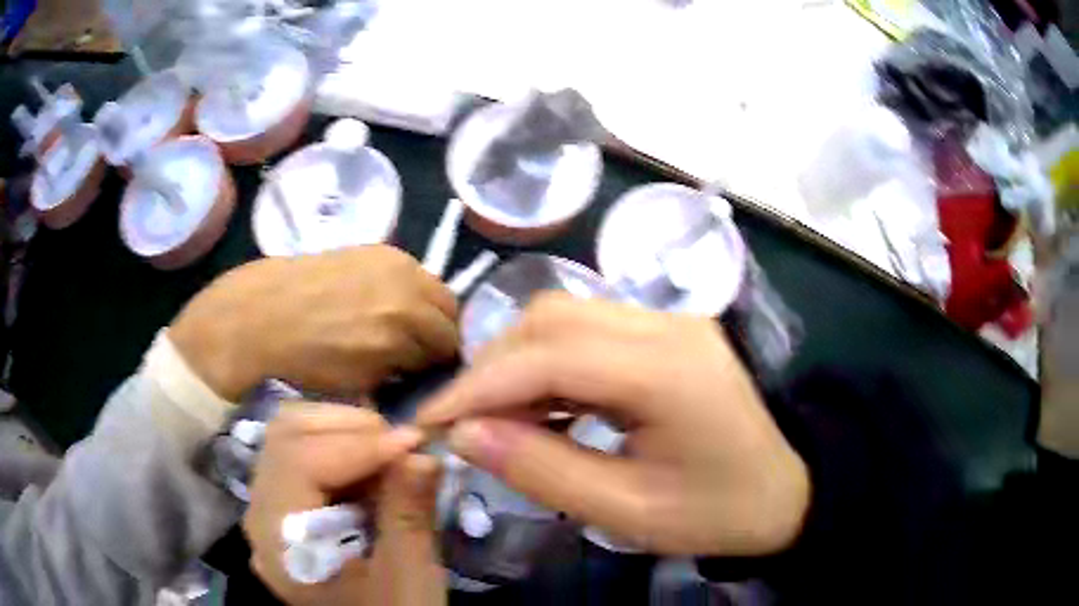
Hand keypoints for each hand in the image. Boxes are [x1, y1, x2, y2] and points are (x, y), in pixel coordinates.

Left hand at [170, 245, 458, 399]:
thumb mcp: (363, 383)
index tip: (428, 374)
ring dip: (426, 309)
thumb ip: (402, 371)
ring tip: (399, 325)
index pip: (448, 346)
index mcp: (402, 326)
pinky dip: (407, 290)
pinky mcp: (377, 248)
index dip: (440, 365)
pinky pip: (411, 272)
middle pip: (449, 312)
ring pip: (433, 288)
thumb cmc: (306, 361)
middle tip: (417, 351)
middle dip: (439, 335)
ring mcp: (393, 261)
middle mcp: (406, 286)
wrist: (262, 316)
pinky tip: (382, 302)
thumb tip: (420, 366)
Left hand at [243, 404, 444, 605]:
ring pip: (289, 436)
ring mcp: (267, 507)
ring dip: (343, 433)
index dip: (357, 443)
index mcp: (279, 541)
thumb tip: (424, 452)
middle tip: (402, 446)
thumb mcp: (408, 578)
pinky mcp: (284, 504)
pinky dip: (339, 447)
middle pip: (286, 436)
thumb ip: (409, 515)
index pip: (299, 462)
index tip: (415, 442)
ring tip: (388, 456)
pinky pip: (300, 453)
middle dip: (348, 427)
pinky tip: (371, 470)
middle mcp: (259, 515)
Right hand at [416, 293, 809, 556]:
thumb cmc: (717, 511)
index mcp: (666, 372)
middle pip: (552, 319)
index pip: (548, 356)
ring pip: (566, 317)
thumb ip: (543, 471)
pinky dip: (551, 364)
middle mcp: (666, 326)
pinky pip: (590, 332)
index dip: (478, 385)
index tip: (430, 419)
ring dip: (519, 362)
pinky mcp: (667, 332)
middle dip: (494, 367)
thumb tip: (466, 434)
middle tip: (466, 423)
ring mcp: (669, 322)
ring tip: (500, 420)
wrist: (788, 489)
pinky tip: (545, 407)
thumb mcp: (628, 511)